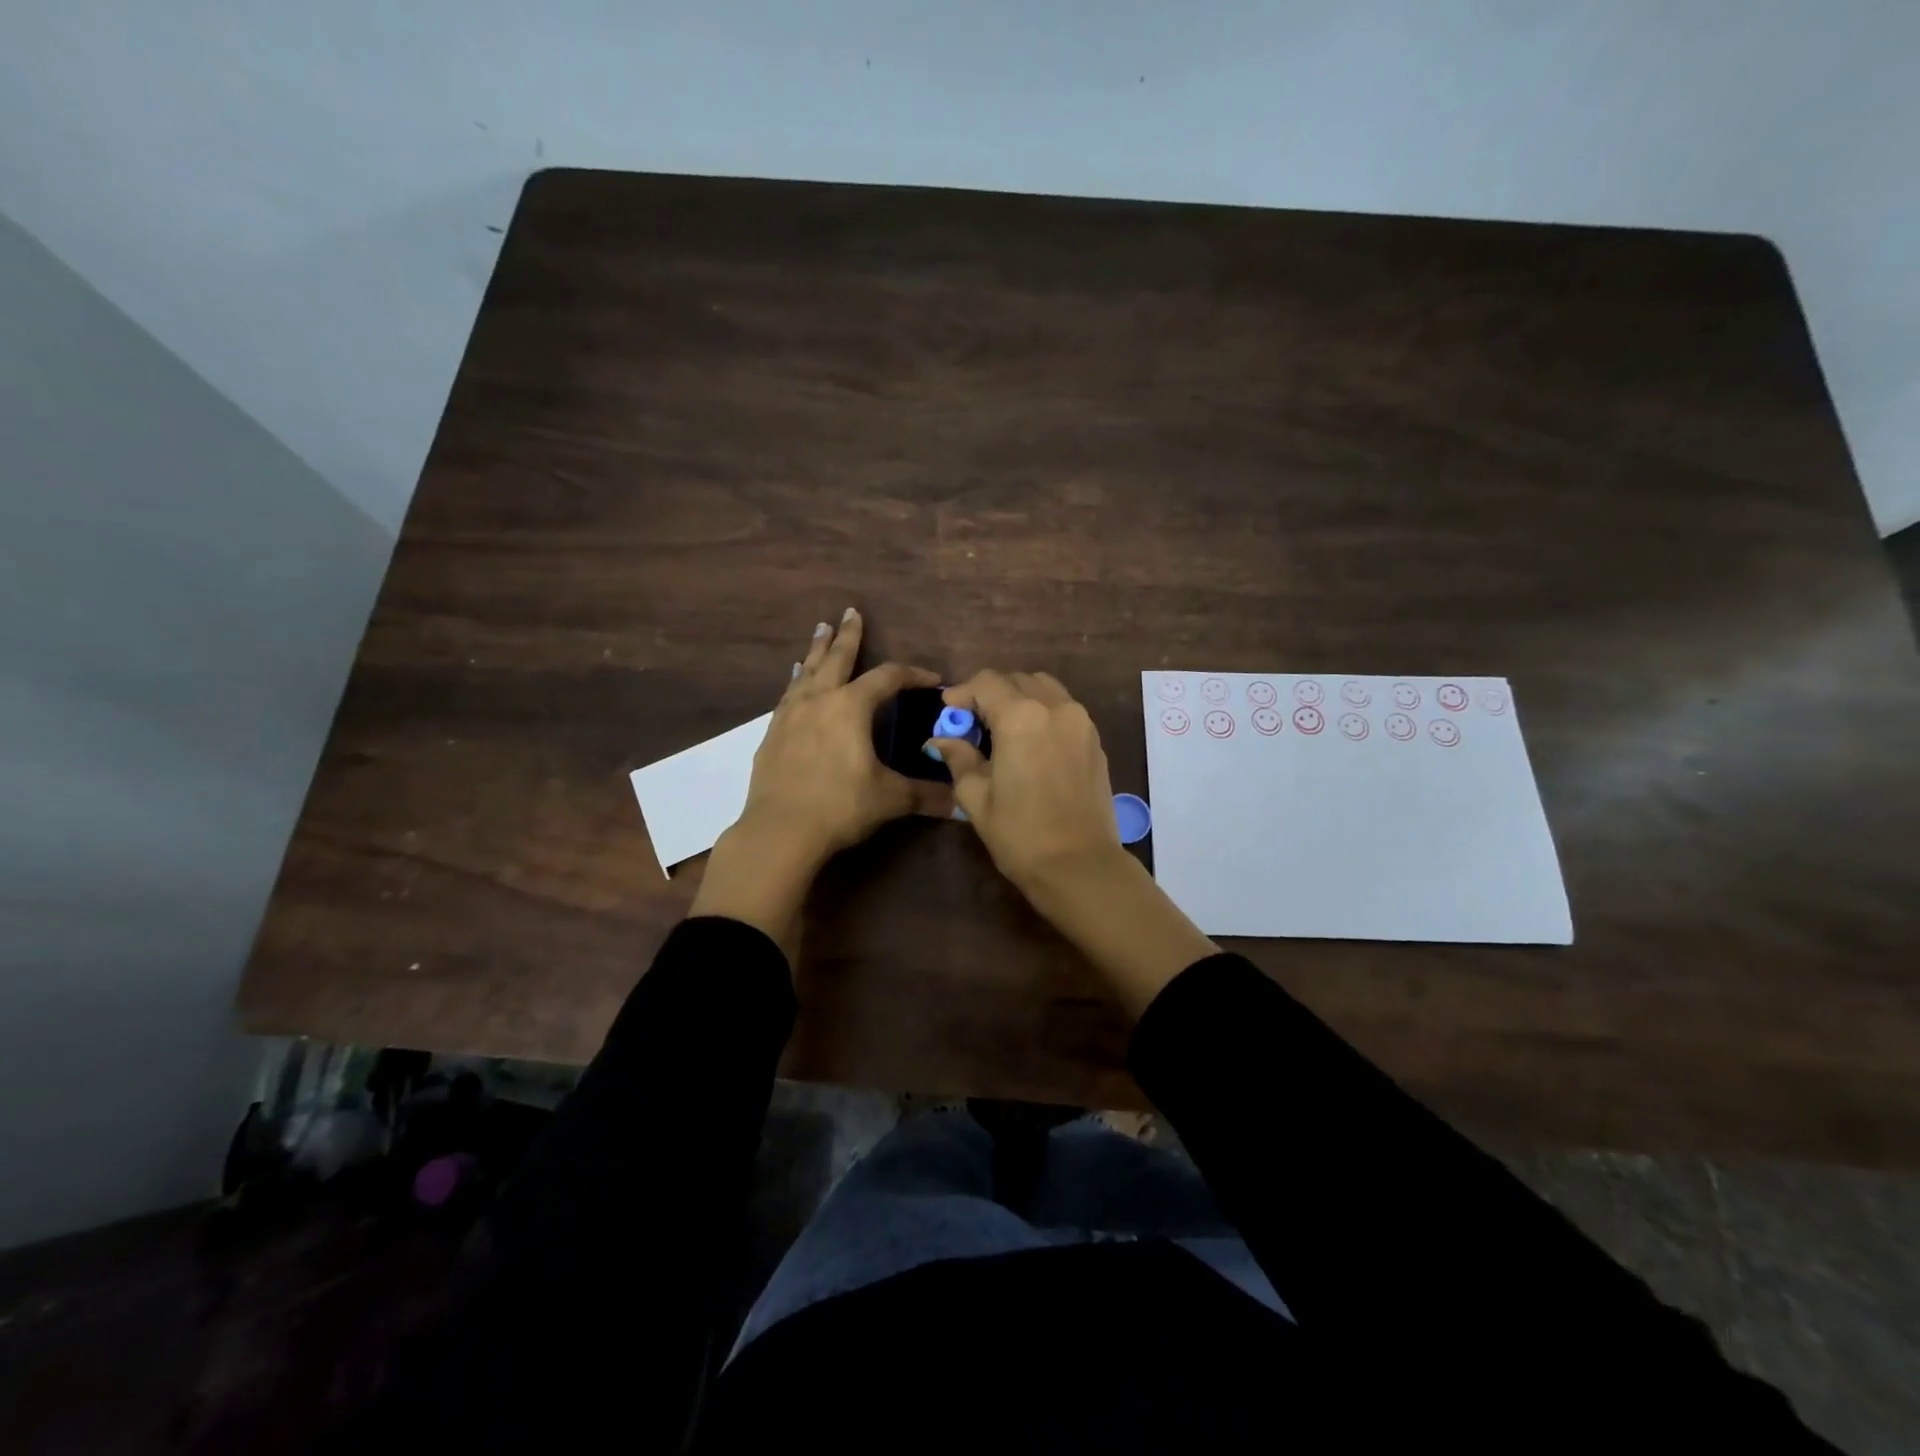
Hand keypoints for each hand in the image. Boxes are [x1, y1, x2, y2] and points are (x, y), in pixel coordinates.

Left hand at [690, 610, 946, 960]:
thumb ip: (926, 795)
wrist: (779, 831)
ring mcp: (791, 715)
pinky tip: (795, 680)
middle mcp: (819, 701)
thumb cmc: (840, 807)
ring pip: (807, 672)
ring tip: (820, 630)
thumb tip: (961, 802)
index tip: (932, 679)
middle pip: (837, 659)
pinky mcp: (772, 734)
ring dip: (817, 650)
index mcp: (851, 707)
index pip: (888, 678)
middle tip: (851, 612)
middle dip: (848, 636)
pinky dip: (796, 681)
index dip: (913, 674)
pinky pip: (788, 695)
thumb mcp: (889, 798)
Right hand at [927, 670, 1122, 897]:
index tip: (948, 711)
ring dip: (1020, 698)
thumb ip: (959, 758)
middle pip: (1017, 680)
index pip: (986, 682)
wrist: (1079, 865)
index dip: (962, 692)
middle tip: (972, 723)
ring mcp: (1081, 722)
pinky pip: (1064, 710)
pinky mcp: (1095, 740)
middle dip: (991, 694)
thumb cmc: (1020, 834)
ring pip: (1045, 689)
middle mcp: (1055, 707)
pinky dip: (1043, 712)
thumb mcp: (977, 797)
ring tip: (1002, 729)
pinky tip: (1030, 743)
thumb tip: (941, 740)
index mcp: (1021, 716)